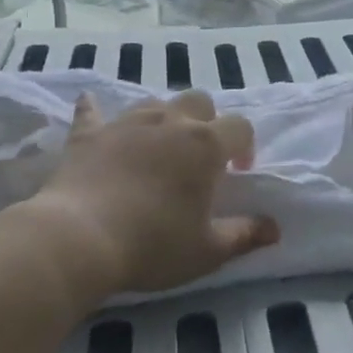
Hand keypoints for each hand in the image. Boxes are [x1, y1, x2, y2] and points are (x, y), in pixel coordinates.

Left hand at [23, 88, 279, 298]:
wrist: (79, 238)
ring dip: (164, 117)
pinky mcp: (89, 134)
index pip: (240, 127)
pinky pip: (92, 112)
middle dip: (207, 121)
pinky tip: (89, 104)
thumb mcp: (208, 251)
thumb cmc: (153, 245)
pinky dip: (94, 109)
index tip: (238, 172)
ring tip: (160, 145)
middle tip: (201, 156)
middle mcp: (170, 122)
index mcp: (206, 145)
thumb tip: (274, 228)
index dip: (245, 145)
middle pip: (199, 101)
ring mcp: (127, 123)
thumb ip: (244, 235)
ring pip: (155, 102)